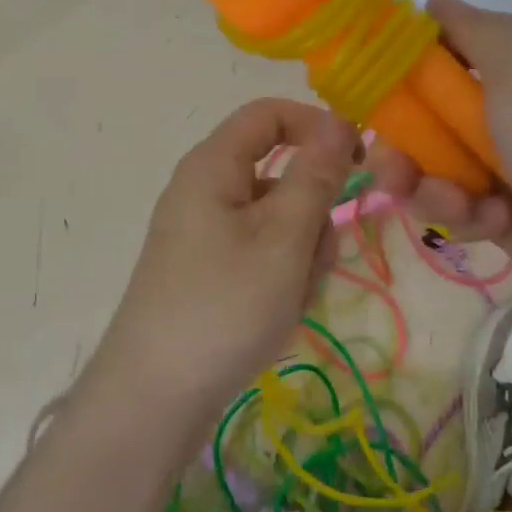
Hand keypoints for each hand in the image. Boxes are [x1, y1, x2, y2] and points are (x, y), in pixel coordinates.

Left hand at [87, 99, 357, 422]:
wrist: (153, 397)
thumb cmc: (224, 306)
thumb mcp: (283, 238)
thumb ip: (315, 176)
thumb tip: (339, 120)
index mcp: (213, 165)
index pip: (270, 114)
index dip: (317, 128)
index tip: (357, 163)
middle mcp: (204, 188)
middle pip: (279, 173)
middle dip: (311, 213)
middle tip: (312, 260)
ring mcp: (203, 231)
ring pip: (276, 219)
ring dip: (300, 253)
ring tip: (289, 299)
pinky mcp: (206, 268)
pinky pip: (259, 252)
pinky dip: (279, 275)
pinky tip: (275, 316)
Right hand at [371, 0, 511, 330]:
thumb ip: (471, 28)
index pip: (459, 37)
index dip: (415, 55)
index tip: (377, 75)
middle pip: (435, 104)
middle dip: (407, 135)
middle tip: (388, 158)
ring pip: (437, 157)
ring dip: (431, 182)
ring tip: (449, 201)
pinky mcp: (503, 205)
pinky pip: (458, 198)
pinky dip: (467, 210)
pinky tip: (491, 220)